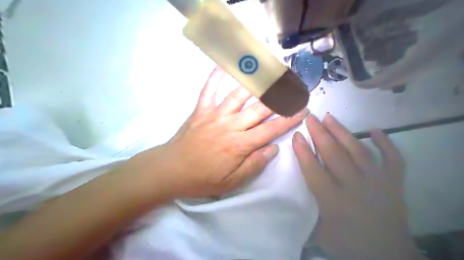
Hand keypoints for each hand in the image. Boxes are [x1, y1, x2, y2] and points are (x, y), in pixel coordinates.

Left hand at [130, 67, 309, 198]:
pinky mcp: (201, 110)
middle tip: (294, 88)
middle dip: (280, 98)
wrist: (171, 170)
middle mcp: (231, 126)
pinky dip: (215, 77)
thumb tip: (274, 149)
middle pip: (260, 109)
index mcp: (240, 145)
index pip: (271, 129)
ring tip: (270, 73)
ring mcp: (215, 115)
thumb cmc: (202, 179)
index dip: (289, 120)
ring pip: (239, 95)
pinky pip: (208, 90)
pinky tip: (223, 66)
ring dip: (256, 84)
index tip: (303, 110)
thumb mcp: (232, 182)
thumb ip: (254, 164)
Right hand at [291, 115, 424, 259]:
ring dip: (342, 132)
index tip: (297, 135)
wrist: (387, 257)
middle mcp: (354, 186)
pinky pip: (392, 159)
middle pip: (334, 154)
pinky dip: (386, 143)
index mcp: (332, 201)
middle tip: (310, 118)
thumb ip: (308, 209)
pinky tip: (375, 130)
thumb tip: (294, 191)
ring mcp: (377, 182)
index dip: (303, 151)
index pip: (313, 170)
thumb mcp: (319, 231)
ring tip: (330, 117)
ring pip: (357, 151)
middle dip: (319, 134)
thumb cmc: (348, 243)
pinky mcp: (393, 183)